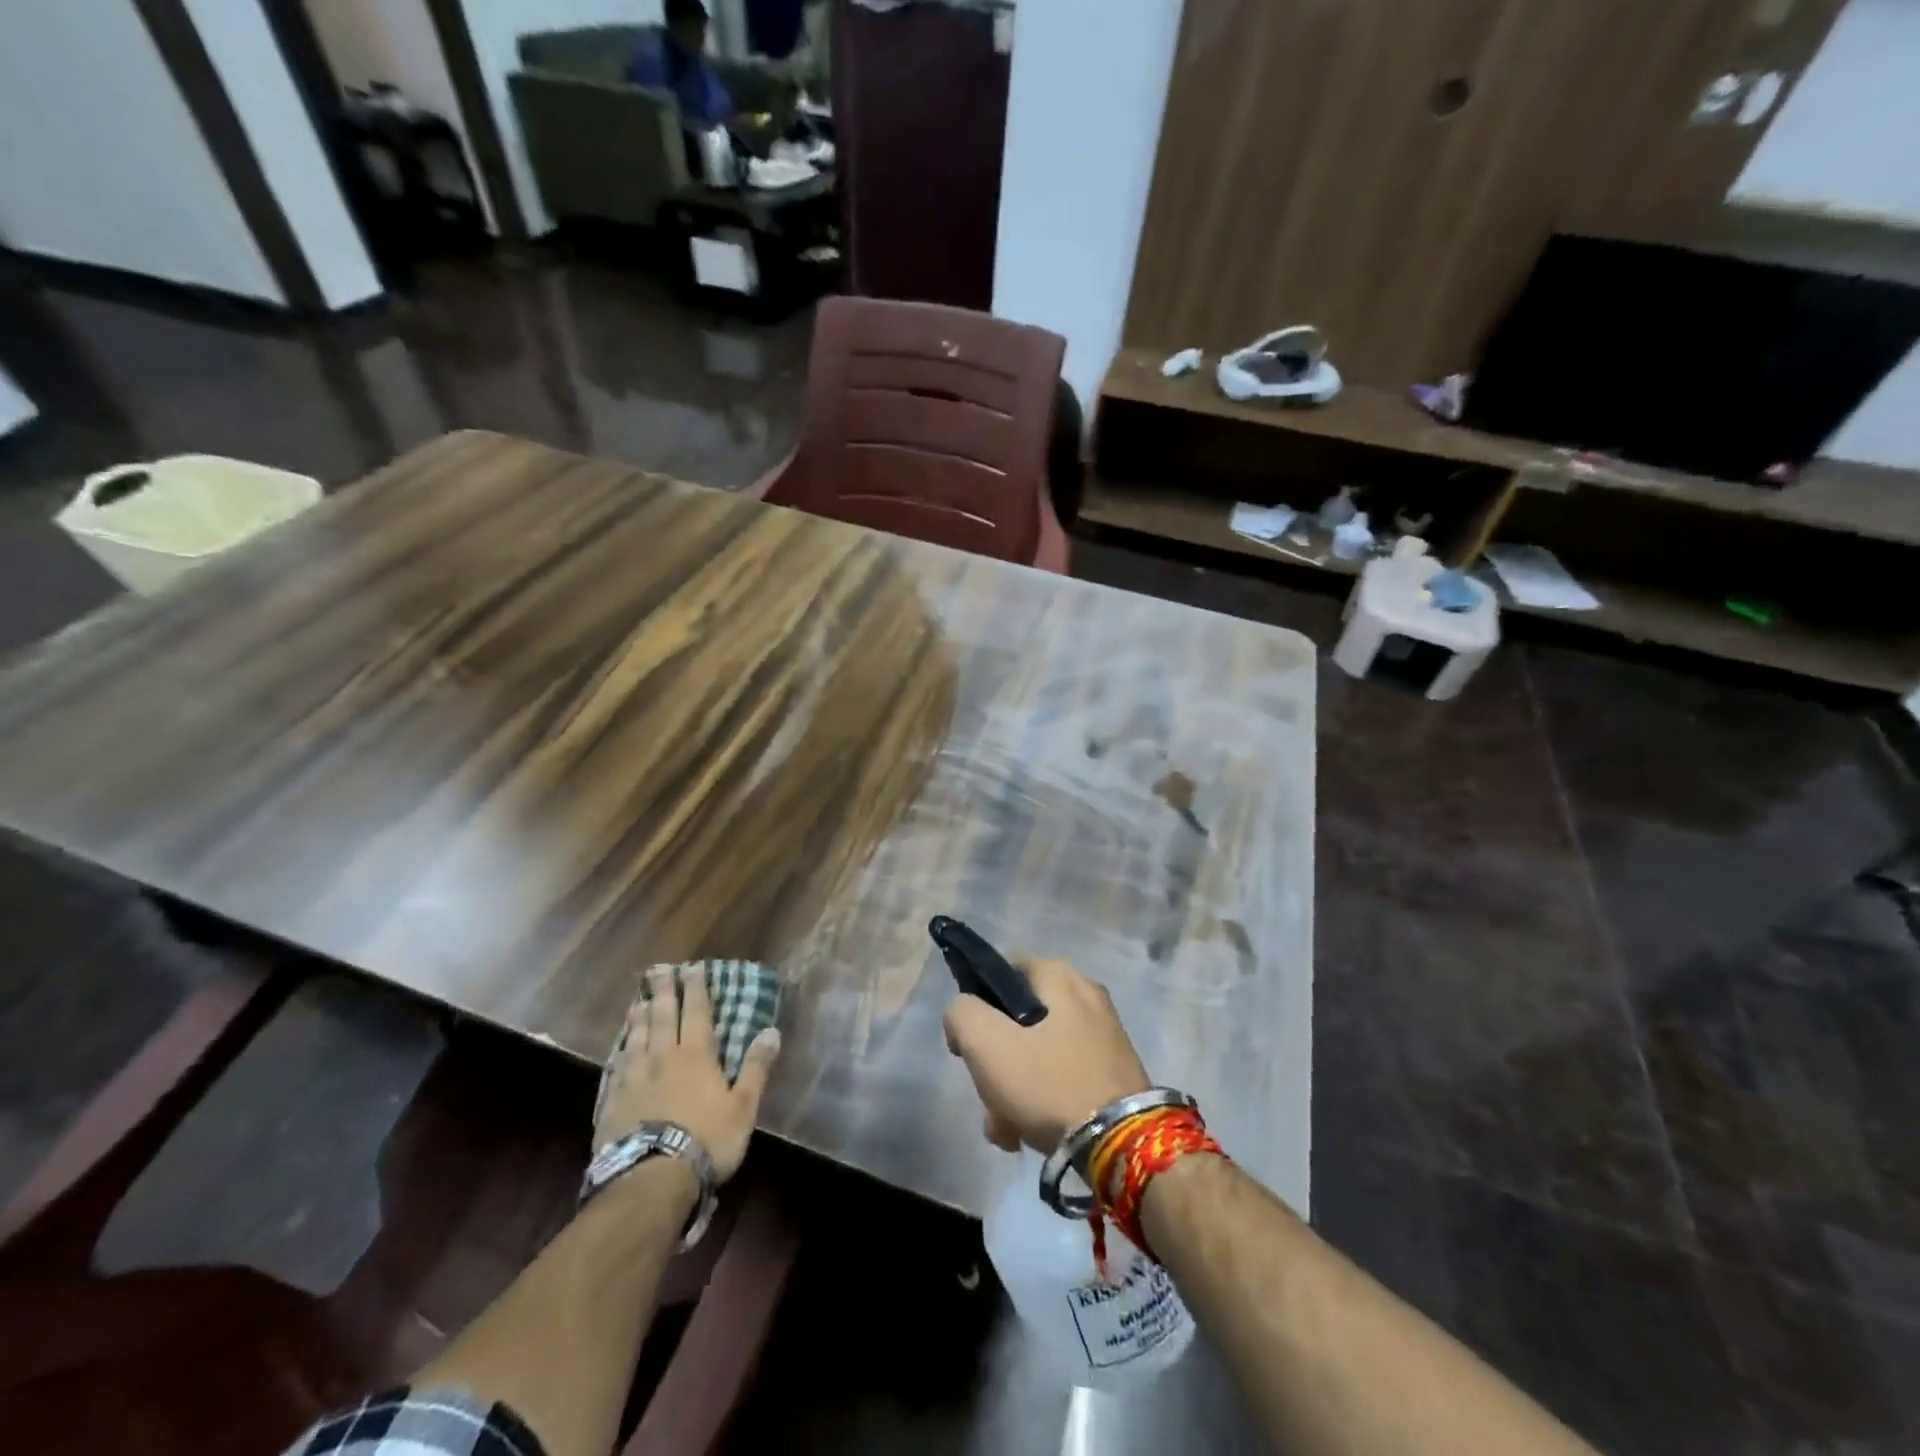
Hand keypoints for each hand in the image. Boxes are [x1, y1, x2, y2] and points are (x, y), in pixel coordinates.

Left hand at [595, 966, 780, 1181]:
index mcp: (697, 1056)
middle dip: (664, 991)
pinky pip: (616, 1065)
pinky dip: (620, 1048)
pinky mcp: (612, 1101)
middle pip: (664, 1016)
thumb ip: (756, 1068)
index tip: (693, 968)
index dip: (696, 989)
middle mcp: (664, 1057)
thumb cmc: (706, 1140)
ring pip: (637, 1037)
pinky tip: (619, 1046)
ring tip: (638, 999)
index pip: (697, 1013)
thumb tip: (771, 1030)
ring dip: (639, 1015)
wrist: (650, 1179)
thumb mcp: (743, 1107)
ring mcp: (634, 1078)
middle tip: (659, 969)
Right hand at [943, 958, 1150, 1154]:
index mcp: (1060, 976)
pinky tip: (1030, 1136)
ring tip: (1007, 1130)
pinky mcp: (1113, 1073)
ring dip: (1014, 1092)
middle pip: (1018, 1022)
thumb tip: (964, 1014)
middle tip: (990, 1098)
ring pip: (1037, 1056)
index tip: (968, 1046)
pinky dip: (1043, 1103)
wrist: (1122, 1146)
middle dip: (996, 1065)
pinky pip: (1063, 1078)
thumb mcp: (987, 1043)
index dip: (976, 1006)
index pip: (1002, 973)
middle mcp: (1086, 996)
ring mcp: (1104, 1037)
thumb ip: (962, 1014)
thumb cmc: (1050, 1083)